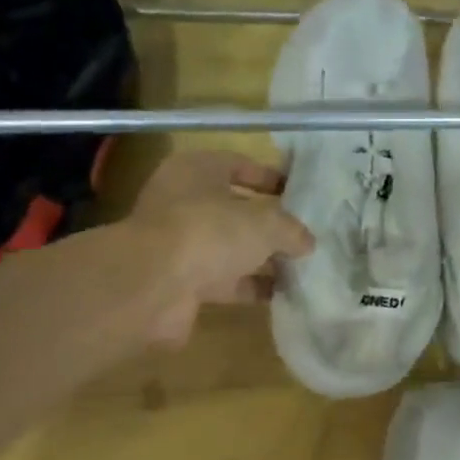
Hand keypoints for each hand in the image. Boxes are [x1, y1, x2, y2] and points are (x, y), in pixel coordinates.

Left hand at [125, 149, 313, 345]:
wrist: (152, 287)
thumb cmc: (210, 231)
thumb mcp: (266, 222)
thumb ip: (292, 229)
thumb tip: (307, 242)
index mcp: (197, 171)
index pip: (241, 165)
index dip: (273, 178)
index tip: (302, 194)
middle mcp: (184, 203)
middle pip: (236, 209)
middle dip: (271, 223)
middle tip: (305, 233)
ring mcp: (181, 244)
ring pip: (231, 247)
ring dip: (263, 258)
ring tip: (303, 266)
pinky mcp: (181, 281)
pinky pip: (226, 280)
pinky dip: (251, 286)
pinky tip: (283, 293)